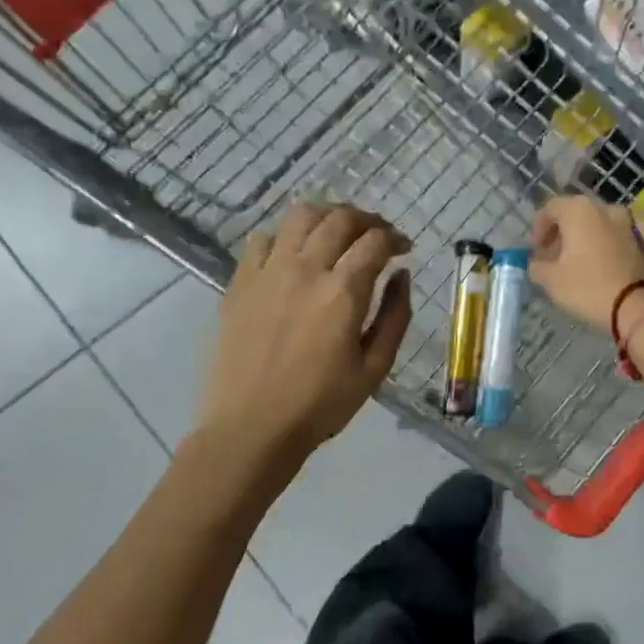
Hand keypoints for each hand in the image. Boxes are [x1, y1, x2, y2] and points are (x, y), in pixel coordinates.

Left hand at [198, 202, 411, 460]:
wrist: (251, 427)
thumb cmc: (320, 405)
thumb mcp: (375, 368)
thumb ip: (395, 316)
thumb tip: (401, 275)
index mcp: (343, 292)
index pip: (375, 241)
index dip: (395, 238)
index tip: (403, 249)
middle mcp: (305, 269)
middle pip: (341, 219)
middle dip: (367, 220)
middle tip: (377, 237)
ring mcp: (268, 271)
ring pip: (300, 216)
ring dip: (327, 216)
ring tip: (337, 233)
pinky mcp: (240, 282)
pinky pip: (262, 240)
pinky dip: (285, 237)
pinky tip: (293, 255)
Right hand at [528, 195, 643, 333]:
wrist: (638, 306)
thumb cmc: (588, 287)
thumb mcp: (551, 280)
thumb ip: (537, 266)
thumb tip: (536, 263)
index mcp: (580, 210)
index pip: (550, 208)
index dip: (538, 228)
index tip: (534, 250)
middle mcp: (605, 209)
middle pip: (574, 215)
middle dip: (560, 235)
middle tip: (550, 257)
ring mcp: (627, 224)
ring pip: (595, 226)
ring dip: (580, 241)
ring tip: (572, 266)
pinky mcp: (640, 242)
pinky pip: (611, 238)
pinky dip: (599, 248)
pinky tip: (593, 270)